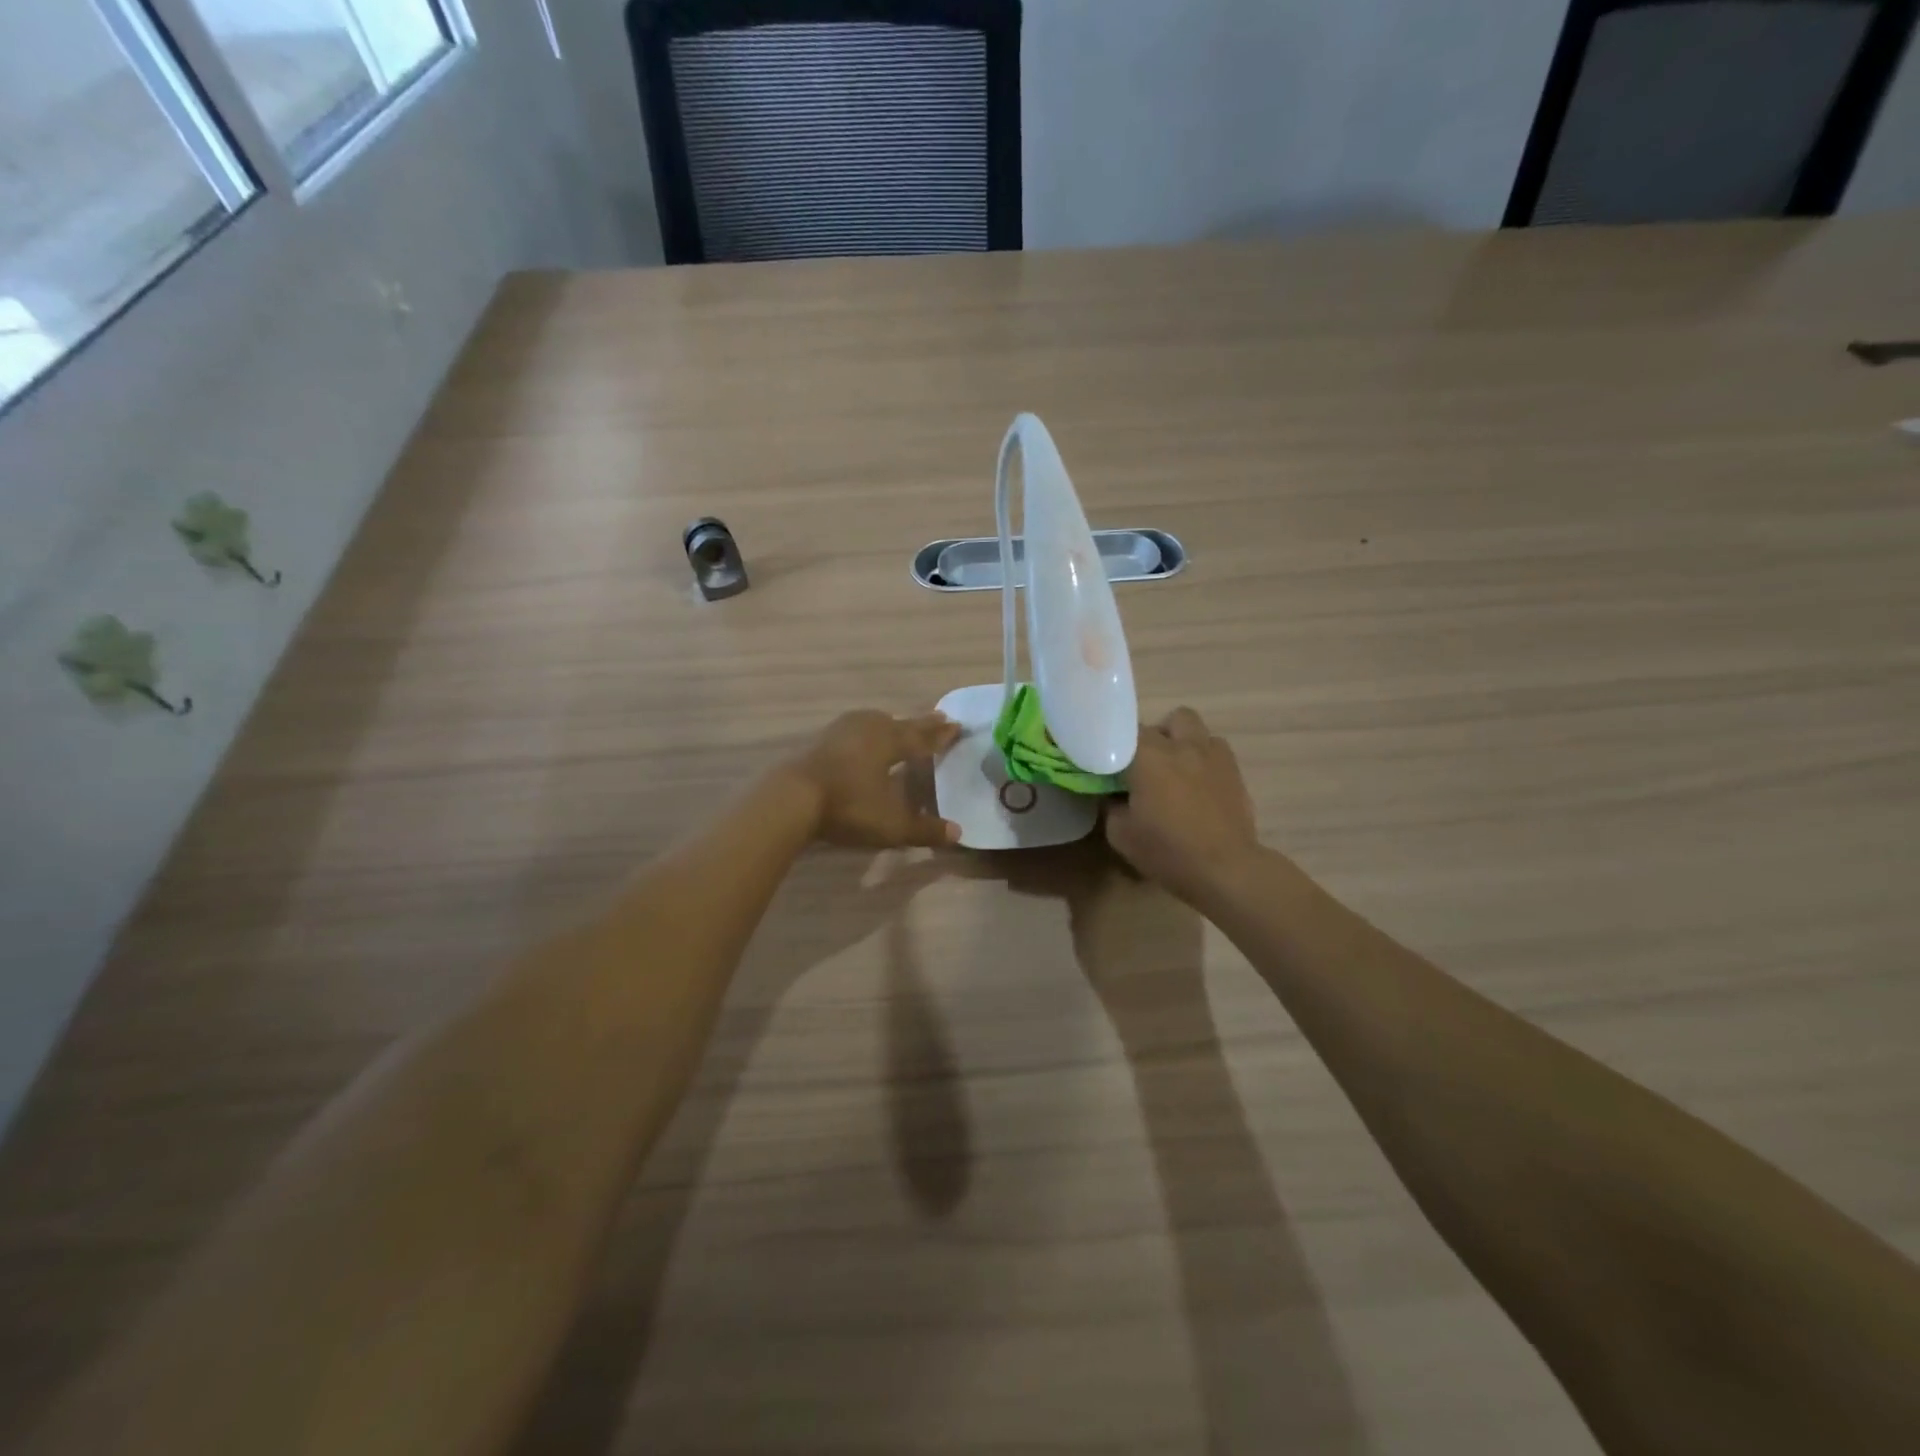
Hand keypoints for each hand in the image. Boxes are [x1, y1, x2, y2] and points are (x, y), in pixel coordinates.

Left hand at [789, 710, 962, 848]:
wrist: (792, 798)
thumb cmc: (848, 806)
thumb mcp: (891, 825)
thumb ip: (925, 829)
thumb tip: (958, 832)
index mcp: (891, 742)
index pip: (922, 738)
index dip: (941, 735)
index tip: (957, 726)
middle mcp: (870, 729)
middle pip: (901, 724)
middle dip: (921, 724)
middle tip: (939, 718)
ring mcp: (842, 731)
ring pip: (875, 720)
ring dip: (892, 723)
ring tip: (900, 725)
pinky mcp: (821, 739)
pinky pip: (855, 728)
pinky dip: (868, 730)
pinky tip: (862, 737)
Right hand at [1105, 707, 1260, 905]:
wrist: (1225, 870)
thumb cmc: (1167, 851)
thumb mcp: (1121, 834)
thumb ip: (1112, 805)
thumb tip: (1114, 794)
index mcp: (1149, 757)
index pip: (1125, 731)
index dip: (1117, 744)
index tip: (1111, 764)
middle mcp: (1183, 746)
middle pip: (1170, 719)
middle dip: (1157, 736)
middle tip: (1147, 764)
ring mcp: (1213, 756)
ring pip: (1197, 729)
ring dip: (1184, 742)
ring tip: (1177, 769)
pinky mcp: (1235, 772)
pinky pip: (1216, 751)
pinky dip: (1204, 759)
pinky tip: (1199, 784)